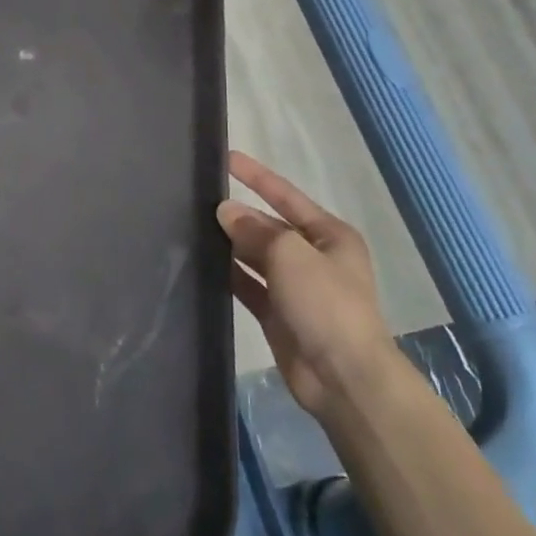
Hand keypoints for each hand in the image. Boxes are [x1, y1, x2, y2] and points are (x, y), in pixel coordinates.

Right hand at [217, 151, 399, 418]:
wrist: (344, 378)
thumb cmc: (326, 304)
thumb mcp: (291, 255)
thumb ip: (255, 230)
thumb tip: (226, 211)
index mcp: (330, 236)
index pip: (286, 196)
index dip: (257, 176)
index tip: (226, 158)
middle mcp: (314, 257)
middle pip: (269, 227)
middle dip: (239, 215)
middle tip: (196, 201)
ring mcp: (296, 288)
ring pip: (256, 256)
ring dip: (231, 245)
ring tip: (192, 227)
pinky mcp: (279, 314)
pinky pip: (249, 285)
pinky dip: (229, 274)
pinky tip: (202, 264)